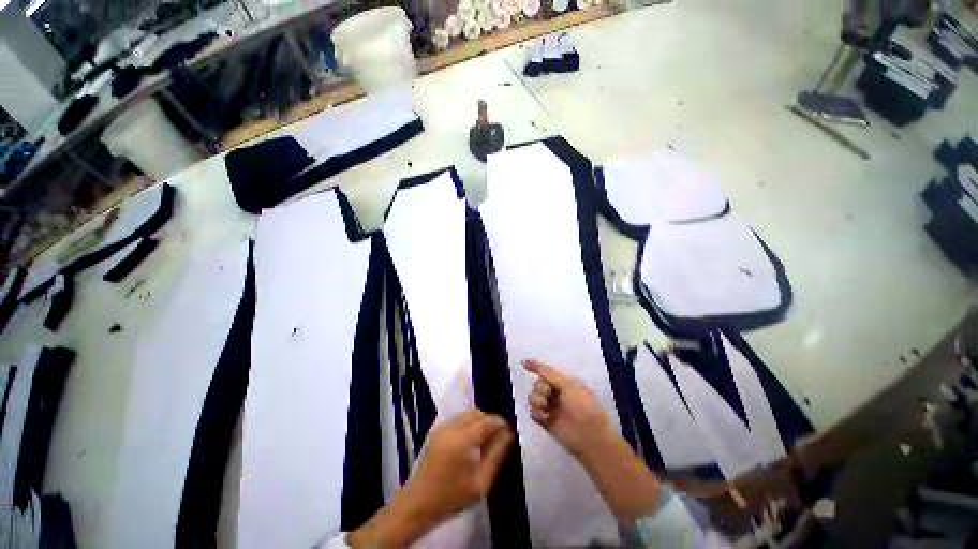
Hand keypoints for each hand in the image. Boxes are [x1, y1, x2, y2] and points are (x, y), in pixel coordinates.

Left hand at [347, 410, 513, 547]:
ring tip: (487, 439)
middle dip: (490, 420)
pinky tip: (473, 440)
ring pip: (467, 415)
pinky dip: (469, 424)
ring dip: (480, 421)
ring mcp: (441, 428)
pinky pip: (458, 419)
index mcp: (460, 441)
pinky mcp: (436, 431)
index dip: (499, 422)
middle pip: (476, 413)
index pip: (485, 421)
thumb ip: (496, 456)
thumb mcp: (480, 482)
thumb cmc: (451, 496)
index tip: (509, 429)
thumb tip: (508, 436)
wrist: (419, 503)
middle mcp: (450, 428)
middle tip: (499, 435)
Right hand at [524, 359, 614, 458]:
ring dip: (537, 399)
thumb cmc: (583, 406)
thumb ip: (548, 373)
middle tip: (548, 393)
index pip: (547, 372)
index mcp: (564, 382)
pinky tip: (544, 417)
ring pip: (533, 397)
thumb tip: (527, 361)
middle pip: (538, 384)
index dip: (536, 367)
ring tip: (545, 406)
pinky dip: (537, 412)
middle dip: (540, 387)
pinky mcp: (545, 421)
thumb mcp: (568, 385)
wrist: (590, 437)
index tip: (524, 364)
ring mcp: (550, 407)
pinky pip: (533, 412)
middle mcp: (556, 393)